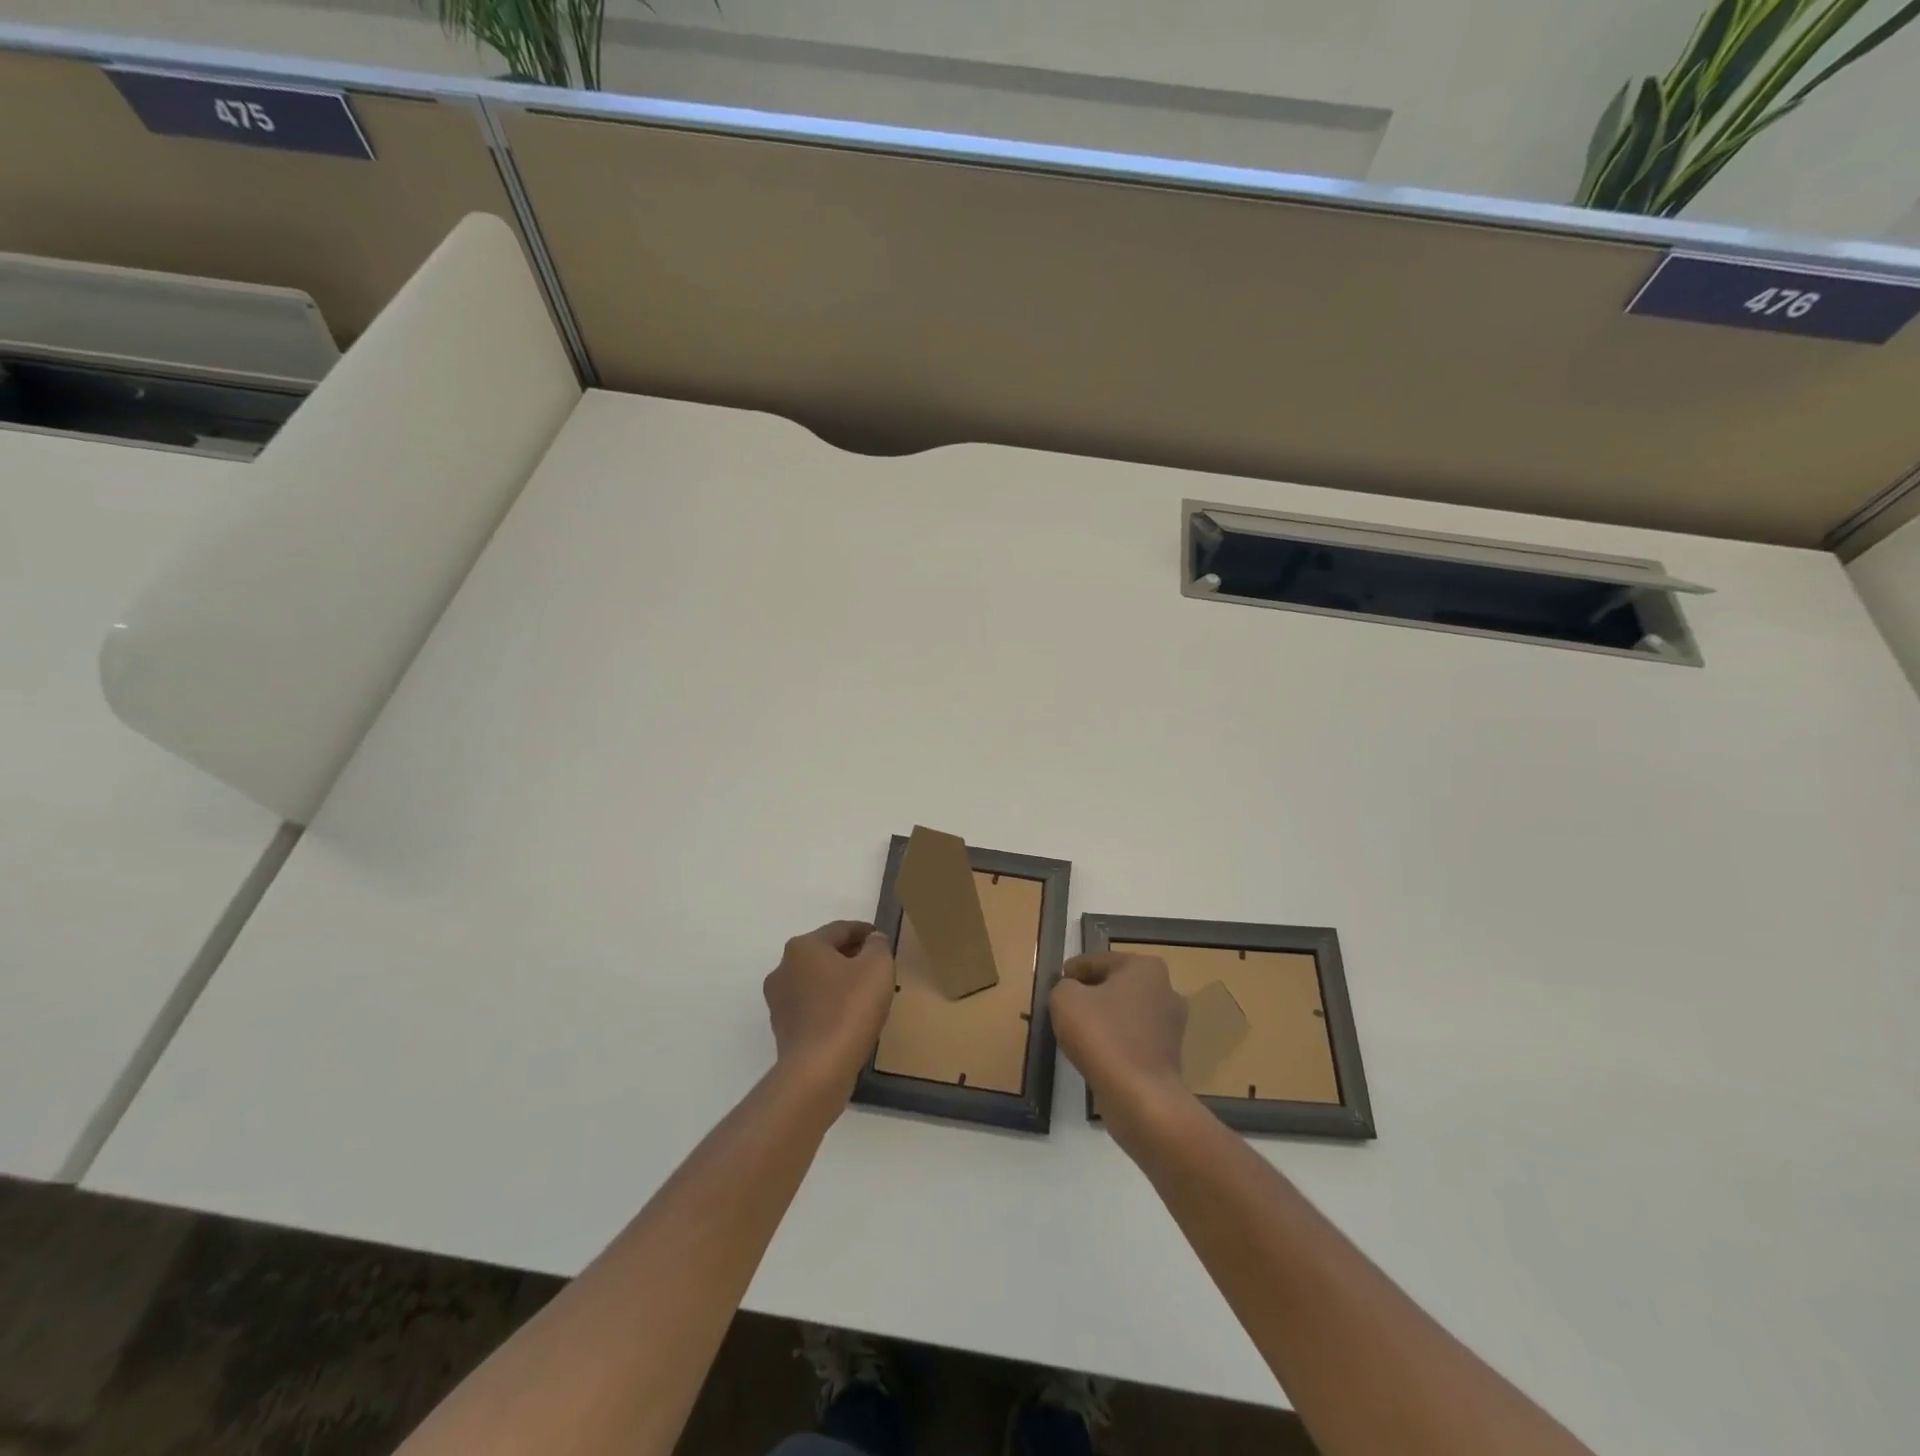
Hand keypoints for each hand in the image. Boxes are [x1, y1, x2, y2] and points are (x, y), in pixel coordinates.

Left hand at [764, 920, 895, 1097]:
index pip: (840, 929)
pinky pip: (812, 1006)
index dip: (866, 932)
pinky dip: (830, 1005)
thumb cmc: (849, 1009)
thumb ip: (878, 946)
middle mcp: (784, 968)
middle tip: (878, 968)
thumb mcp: (877, 967)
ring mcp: (778, 1000)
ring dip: (839, 982)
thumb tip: (872, 941)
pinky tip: (849, 1018)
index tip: (883, 940)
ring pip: (817, 981)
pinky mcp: (782, 1028)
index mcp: (803, 946)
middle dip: (852, 957)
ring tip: (866, 995)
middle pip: (825, 953)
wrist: (817, 1070)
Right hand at [1051, 952, 1190, 1125]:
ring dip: (1104, 1019)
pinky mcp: (1169, 1055)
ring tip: (1079, 1032)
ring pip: (1126, 1013)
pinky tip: (1098, 1053)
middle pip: (1115, 985)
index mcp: (1145, 967)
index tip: (1057, 983)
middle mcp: (1165, 989)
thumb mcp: (1065, 999)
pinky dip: (1116, 1042)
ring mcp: (1171, 1025)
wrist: (1141, 1097)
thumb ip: (1063, 986)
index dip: (1073, 970)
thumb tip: (1071, 991)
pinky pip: (1134, 1039)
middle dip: (1091, 993)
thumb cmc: (1103, 1036)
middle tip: (1065, 1006)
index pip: (1098, 961)